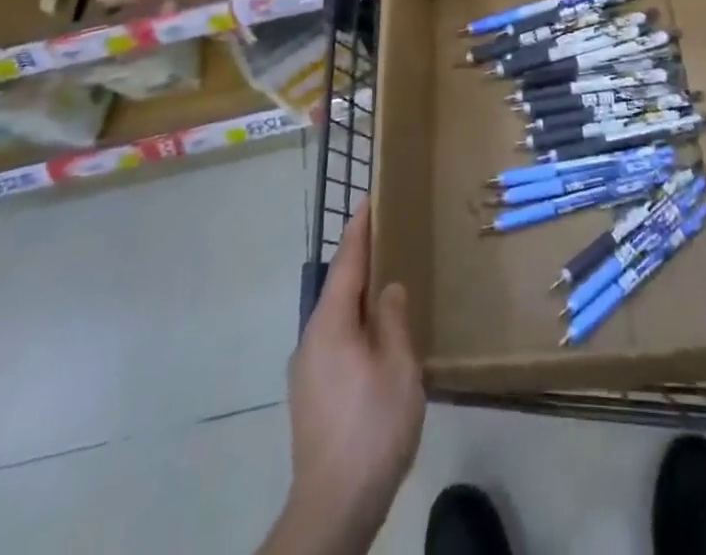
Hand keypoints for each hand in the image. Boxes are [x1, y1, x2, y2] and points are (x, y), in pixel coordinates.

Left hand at [279, 199, 424, 551]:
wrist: (333, 506)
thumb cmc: (372, 426)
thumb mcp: (398, 366)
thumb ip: (393, 319)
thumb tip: (387, 289)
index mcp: (331, 323)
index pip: (346, 262)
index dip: (359, 229)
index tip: (368, 199)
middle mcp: (312, 338)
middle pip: (339, 287)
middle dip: (361, 261)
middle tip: (388, 238)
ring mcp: (307, 370)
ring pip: (337, 317)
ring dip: (359, 297)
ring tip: (388, 286)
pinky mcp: (311, 395)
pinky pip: (336, 341)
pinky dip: (356, 325)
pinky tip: (376, 340)